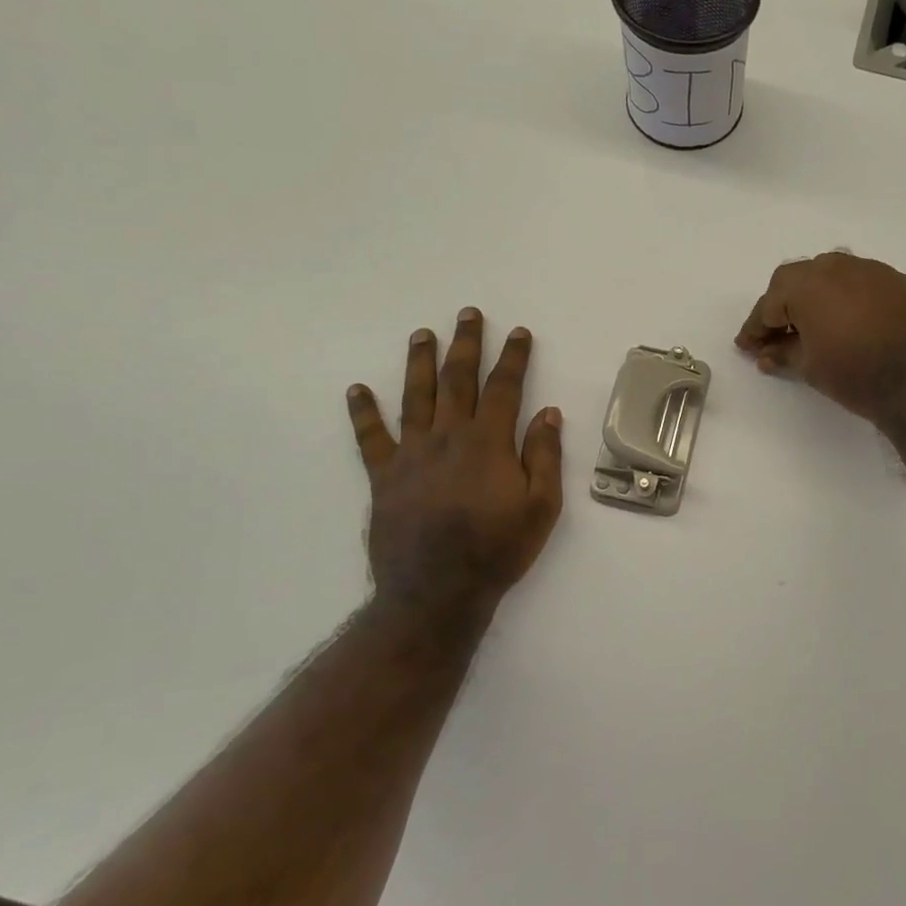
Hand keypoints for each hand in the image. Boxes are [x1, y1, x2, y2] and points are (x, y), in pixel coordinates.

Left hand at [346, 309, 563, 622]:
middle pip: (457, 380)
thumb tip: (549, 412)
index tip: (518, 332)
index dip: (513, 357)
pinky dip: (363, 412)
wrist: (437, 591)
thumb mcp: (541, 506)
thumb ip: (545, 456)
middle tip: (467, 314)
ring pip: (415, 396)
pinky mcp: (384, 476)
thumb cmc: (497, 549)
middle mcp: (448, 437)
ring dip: (419, 362)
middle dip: (465, 344)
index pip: (504, 387)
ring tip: (421, 334)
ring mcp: (411, 454)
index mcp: (488, 442)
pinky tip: (356, 390)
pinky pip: (371, 438)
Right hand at [734, 252, 905, 423]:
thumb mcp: (810, 368)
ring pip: (830, 275)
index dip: (755, 327)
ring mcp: (872, 270)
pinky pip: (860, 283)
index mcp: (807, 284)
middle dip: (782, 306)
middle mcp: (837, 266)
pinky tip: (847, 322)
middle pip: (797, 280)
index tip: (746, 346)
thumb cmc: (856, 374)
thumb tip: (765, 354)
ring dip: (814, 297)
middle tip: (776, 335)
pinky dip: (846, 298)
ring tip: (811, 327)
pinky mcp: (899, 281)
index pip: (770, 303)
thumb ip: (783, 354)